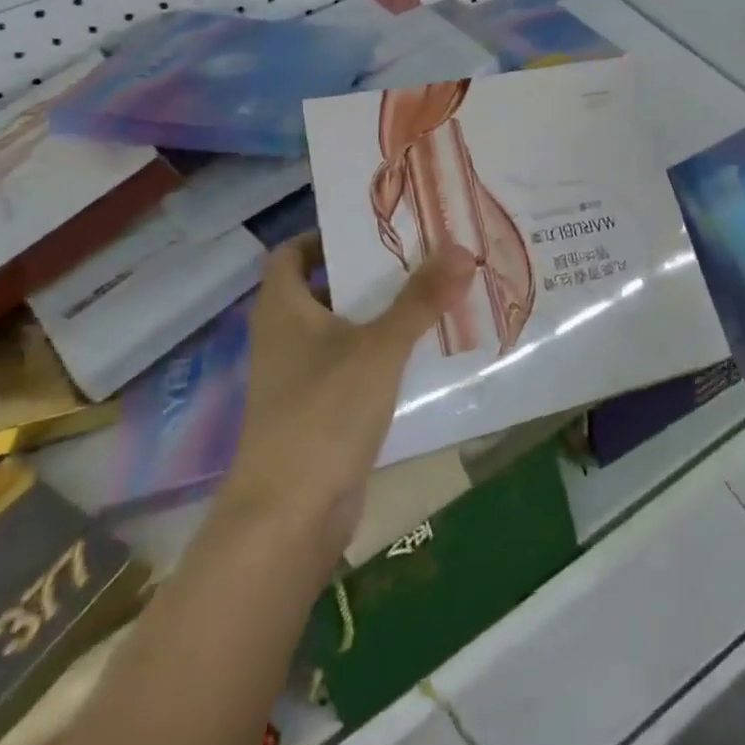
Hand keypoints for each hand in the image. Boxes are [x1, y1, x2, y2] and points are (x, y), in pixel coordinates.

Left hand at [222, 233, 474, 565]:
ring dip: (384, 314)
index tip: (373, 226)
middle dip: (371, 272)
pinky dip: (385, 355)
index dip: (324, 235)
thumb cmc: (324, 412)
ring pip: (345, 330)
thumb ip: (421, 299)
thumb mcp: (380, 347)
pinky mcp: (321, 413)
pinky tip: (426, 351)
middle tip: (422, 253)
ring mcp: (302, 379)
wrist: (289, 517)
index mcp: (284, 310)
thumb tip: (460, 248)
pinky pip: (356, 367)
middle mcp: (286, 338)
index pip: (291, 254)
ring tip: (435, 293)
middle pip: (327, 289)